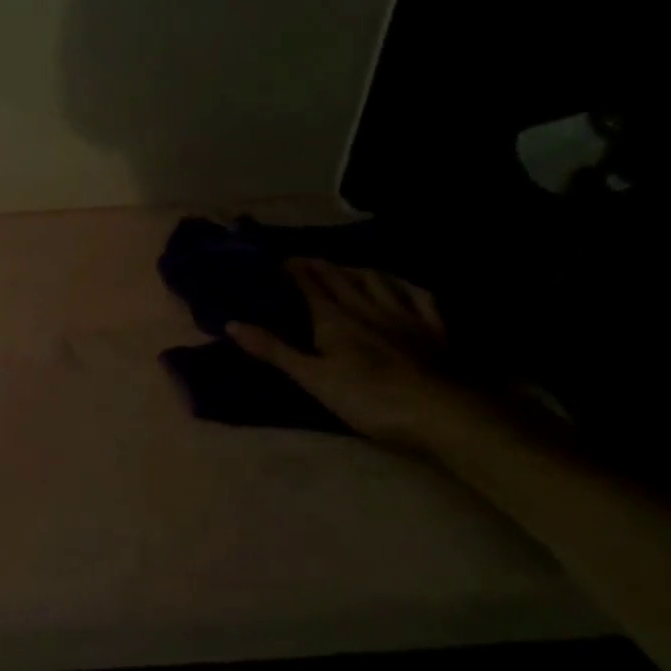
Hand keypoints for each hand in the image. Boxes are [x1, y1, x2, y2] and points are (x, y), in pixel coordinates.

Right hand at [226, 259, 475, 447]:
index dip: (295, 271)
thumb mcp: (312, 377)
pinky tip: (403, 286)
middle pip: (342, 279)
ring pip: (379, 283)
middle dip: (322, 266)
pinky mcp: (434, 331)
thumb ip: (274, 350)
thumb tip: (231, 324)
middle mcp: (368, 309)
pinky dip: (407, 288)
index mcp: (335, 320)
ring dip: (360, 271)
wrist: (438, 412)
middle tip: (306, 258)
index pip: (311, 286)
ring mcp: (405, 317)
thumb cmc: (367, 398)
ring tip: (348, 267)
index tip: (280, 260)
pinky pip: (420, 298)